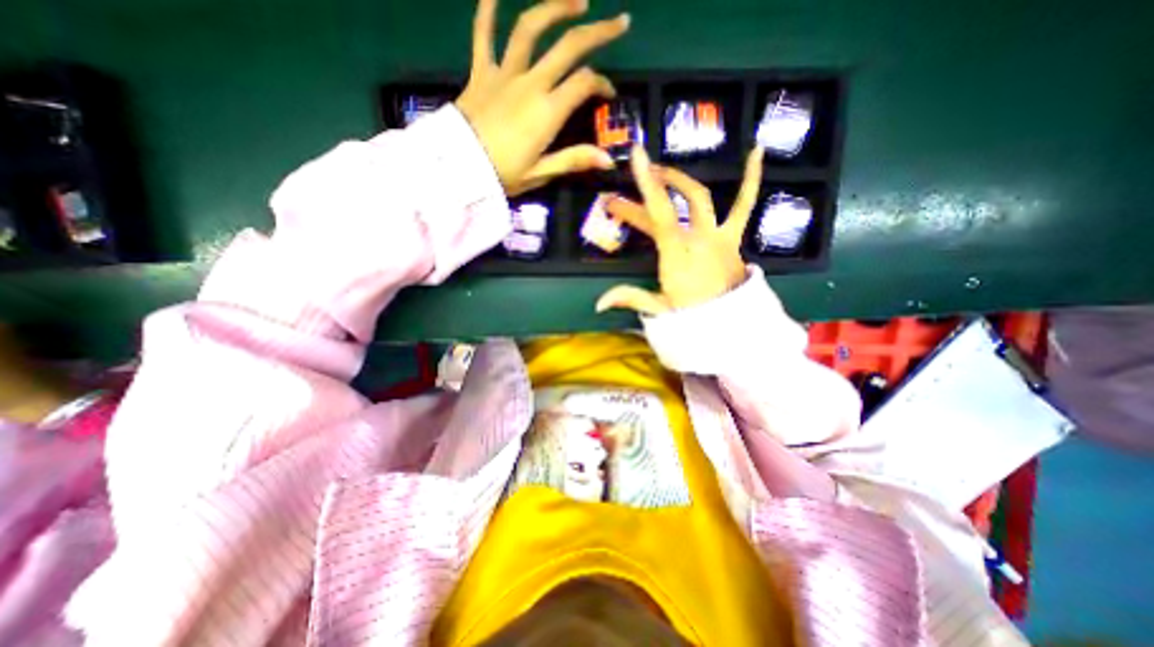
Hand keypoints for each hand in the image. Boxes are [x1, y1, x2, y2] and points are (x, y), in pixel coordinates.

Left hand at [453, 1, 629, 193]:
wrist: (459, 168)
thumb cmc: (503, 174)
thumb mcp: (541, 173)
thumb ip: (574, 160)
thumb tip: (608, 160)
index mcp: (548, 111)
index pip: (584, 84)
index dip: (602, 84)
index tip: (608, 94)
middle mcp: (530, 83)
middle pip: (568, 47)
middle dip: (598, 33)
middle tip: (620, 22)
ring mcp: (504, 73)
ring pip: (530, 29)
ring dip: (555, 8)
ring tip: (577, 1)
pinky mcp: (481, 72)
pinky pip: (483, 34)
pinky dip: (487, 10)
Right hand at [594, 146, 762, 317]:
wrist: (730, 324)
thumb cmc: (693, 317)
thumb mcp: (659, 310)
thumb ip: (630, 299)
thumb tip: (598, 304)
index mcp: (678, 254)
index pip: (660, 215)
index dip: (648, 185)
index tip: (637, 155)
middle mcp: (697, 238)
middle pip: (670, 206)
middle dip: (645, 195)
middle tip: (625, 192)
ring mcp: (718, 235)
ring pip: (700, 198)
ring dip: (679, 181)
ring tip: (662, 170)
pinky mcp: (732, 237)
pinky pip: (744, 205)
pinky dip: (752, 179)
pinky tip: (758, 151)